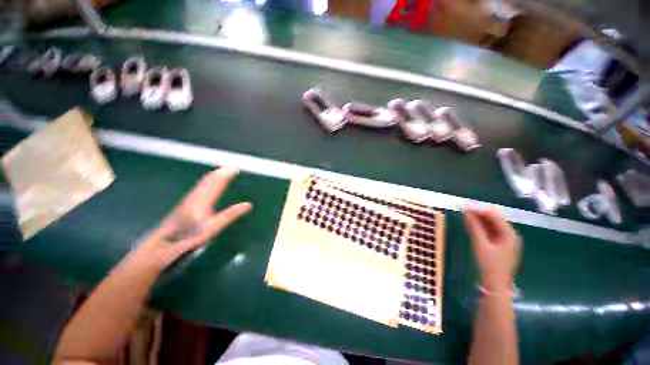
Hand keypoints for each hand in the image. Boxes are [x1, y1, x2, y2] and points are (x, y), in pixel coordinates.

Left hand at [129, 168, 251, 270]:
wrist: (160, 246)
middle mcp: (195, 197)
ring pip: (202, 183)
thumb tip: (248, 204)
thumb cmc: (188, 238)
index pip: (217, 183)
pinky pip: (199, 188)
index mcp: (203, 200)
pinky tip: (205, 185)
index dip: (227, 174)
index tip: (235, 167)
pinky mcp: (185, 205)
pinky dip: (206, 182)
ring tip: (220, 171)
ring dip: (213, 176)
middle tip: (230, 166)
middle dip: (221, 172)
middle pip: (209, 180)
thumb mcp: (213, 228)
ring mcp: (188, 201)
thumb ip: (230, 215)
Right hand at [463, 208, 520, 291]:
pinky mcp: (501, 245)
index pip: (494, 216)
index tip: (465, 208)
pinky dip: (481, 228)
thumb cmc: (490, 264)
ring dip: (479, 220)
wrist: (496, 285)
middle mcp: (510, 235)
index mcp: (509, 234)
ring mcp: (506, 240)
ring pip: (491, 225)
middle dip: (479, 214)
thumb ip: (474, 227)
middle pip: (494, 219)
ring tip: (465, 217)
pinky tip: (470, 225)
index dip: (479, 210)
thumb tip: (466, 212)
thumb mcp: (481, 244)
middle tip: (463, 211)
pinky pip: (490, 232)